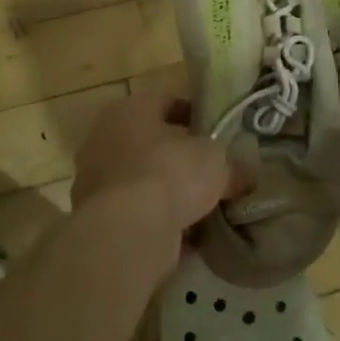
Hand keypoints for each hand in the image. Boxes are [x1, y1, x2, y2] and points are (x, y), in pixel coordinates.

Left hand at [71, 93, 244, 270]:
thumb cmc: (170, 174)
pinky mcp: (97, 220)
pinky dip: (158, 224)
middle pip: (151, 145)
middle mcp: (104, 140)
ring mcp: (95, 182)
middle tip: (211, 172)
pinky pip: (136, 216)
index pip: (166, 102)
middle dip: (179, 159)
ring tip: (203, 209)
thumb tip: (244, 175)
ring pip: (142, 183)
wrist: (128, 232)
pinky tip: (187, 238)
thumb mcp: (216, 161)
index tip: (217, 132)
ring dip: (168, 194)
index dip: (195, 115)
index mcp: (129, 110)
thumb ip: (232, 165)